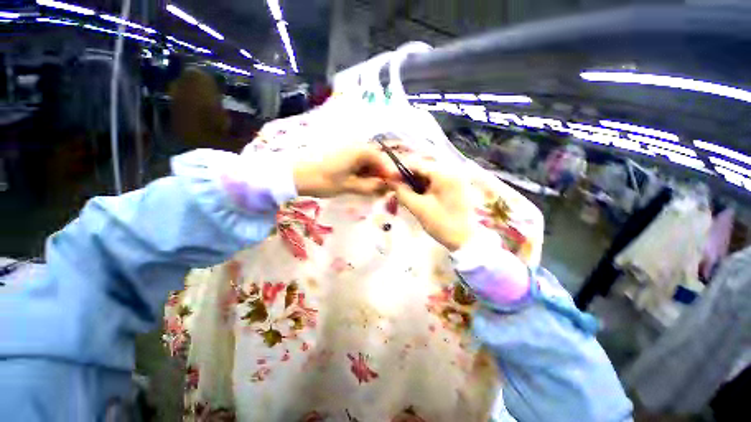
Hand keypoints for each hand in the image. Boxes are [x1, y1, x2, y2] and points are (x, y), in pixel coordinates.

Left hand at [293, 144, 398, 197]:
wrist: (296, 175)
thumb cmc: (323, 180)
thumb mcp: (349, 186)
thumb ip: (371, 186)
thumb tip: (388, 187)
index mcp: (362, 150)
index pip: (384, 161)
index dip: (390, 176)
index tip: (393, 189)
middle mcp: (357, 145)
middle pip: (376, 160)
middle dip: (380, 176)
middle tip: (381, 192)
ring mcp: (348, 149)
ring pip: (366, 162)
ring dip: (370, 175)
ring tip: (370, 191)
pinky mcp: (340, 153)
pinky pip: (357, 162)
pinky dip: (360, 172)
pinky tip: (358, 184)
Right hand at [388, 161, 472, 251]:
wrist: (466, 240)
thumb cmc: (443, 224)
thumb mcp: (419, 208)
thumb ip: (402, 192)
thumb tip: (390, 181)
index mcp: (444, 173)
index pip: (417, 164)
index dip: (400, 170)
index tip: (387, 179)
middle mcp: (452, 171)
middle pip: (424, 168)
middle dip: (409, 176)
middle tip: (395, 187)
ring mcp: (457, 178)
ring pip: (431, 175)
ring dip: (417, 182)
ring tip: (406, 192)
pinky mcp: (458, 187)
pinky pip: (439, 181)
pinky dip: (427, 186)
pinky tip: (419, 196)